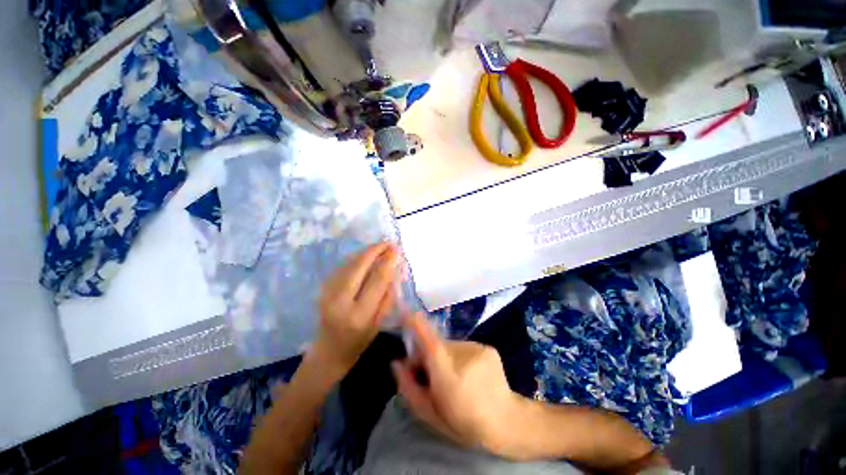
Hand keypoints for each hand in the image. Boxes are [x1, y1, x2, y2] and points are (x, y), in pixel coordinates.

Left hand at [314, 242, 399, 372]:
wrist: (330, 349)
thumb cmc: (360, 340)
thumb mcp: (380, 322)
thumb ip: (389, 295)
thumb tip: (395, 269)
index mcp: (360, 314)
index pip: (377, 280)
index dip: (388, 262)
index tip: (397, 250)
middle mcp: (340, 300)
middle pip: (359, 266)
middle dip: (375, 250)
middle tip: (389, 243)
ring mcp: (328, 292)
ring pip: (349, 263)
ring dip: (366, 251)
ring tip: (381, 246)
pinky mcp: (323, 288)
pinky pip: (342, 266)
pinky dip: (356, 257)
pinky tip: (366, 255)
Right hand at [391, 313, 521, 454]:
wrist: (506, 421)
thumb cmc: (464, 423)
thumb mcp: (430, 413)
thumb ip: (409, 387)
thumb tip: (396, 362)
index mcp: (447, 374)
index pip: (430, 342)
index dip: (417, 324)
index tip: (406, 311)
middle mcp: (463, 355)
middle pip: (436, 345)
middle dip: (429, 354)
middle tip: (430, 374)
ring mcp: (478, 348)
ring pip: (450, 346)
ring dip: (446, 357)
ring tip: (455, 377)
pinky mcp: (488, 347)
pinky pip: (464, 347)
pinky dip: (461, 357)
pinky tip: (470, 374)